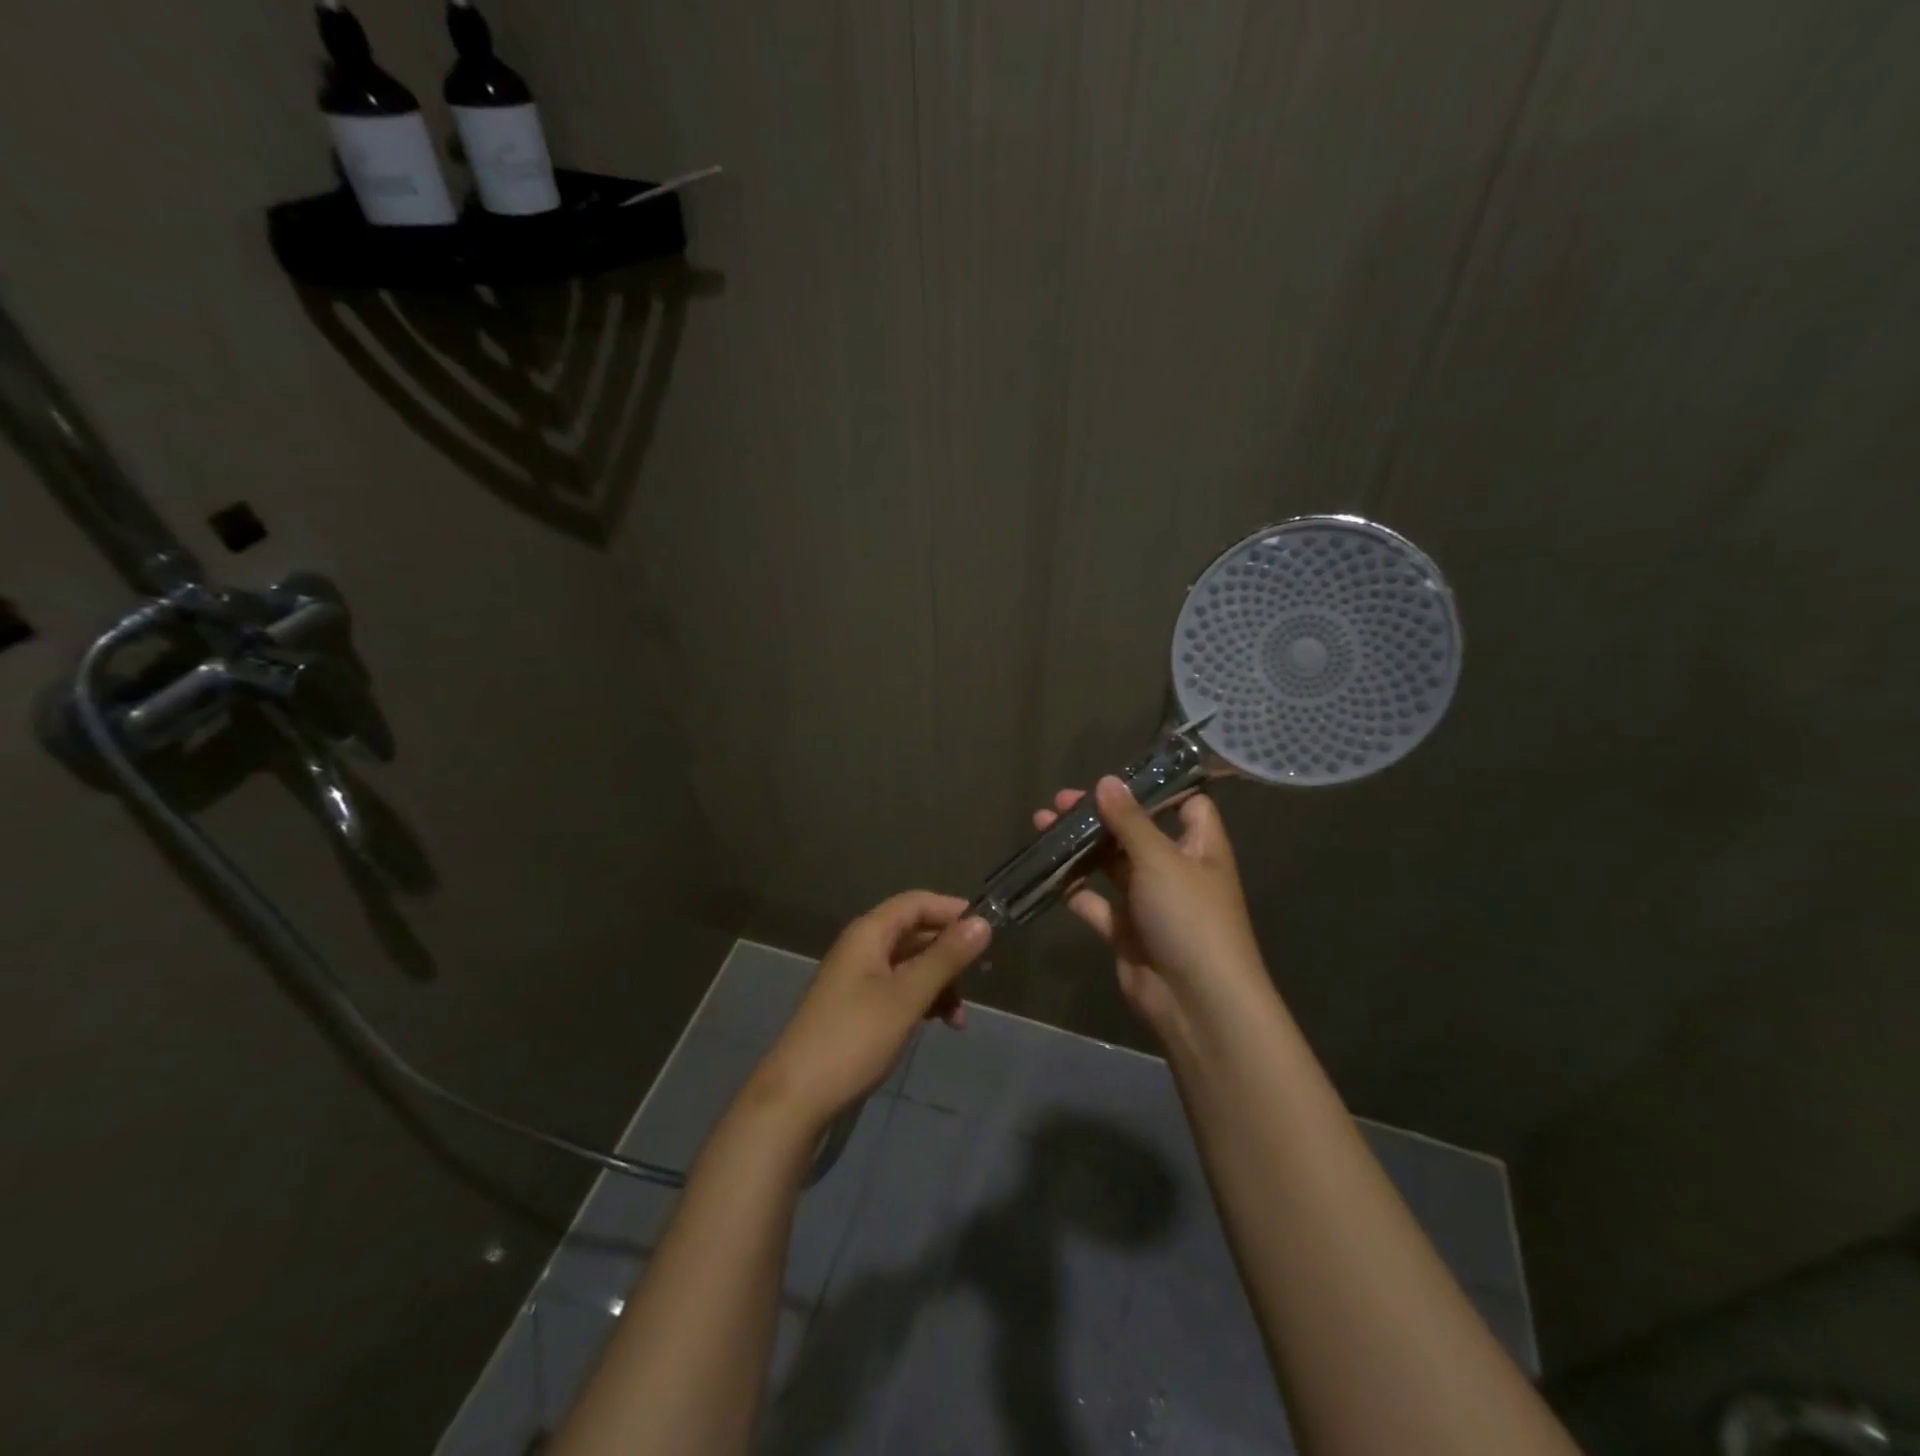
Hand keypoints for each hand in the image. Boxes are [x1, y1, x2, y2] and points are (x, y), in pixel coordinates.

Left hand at [749, 892, 990, 1132]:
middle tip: (981, 976)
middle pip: (915, 933)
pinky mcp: (858, 1007)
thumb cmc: (855, 1037)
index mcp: (869, 933)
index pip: (917, 903)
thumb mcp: (907, 996)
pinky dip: (922, 1001)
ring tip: (960, 1017)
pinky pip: (899, 989)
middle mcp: (862, 947)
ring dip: (939, 983)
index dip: (952, 910)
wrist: (796, 1096)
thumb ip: (945, 958)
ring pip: (910, 965)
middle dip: (949, 953)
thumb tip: (982, 923)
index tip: (988, 930)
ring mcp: (858, 978)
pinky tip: (940, 1024)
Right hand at [1034, 776, 1267, 1039]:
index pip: (1186, 805)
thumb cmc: (1190, 918)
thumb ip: (1130, 820)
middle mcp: (1175, 870)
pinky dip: (1073, 888)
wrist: (1196, 1002)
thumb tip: (1107, 780)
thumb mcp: (1160, 859)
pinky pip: (1095, 902)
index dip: (1157, 789)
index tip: (1116, 777)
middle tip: (1059, 802)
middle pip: (1135, 832)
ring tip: (1042, 825)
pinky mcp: (1126, 931)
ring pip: (1110, 865)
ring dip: (1079, 847)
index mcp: (1199, 847)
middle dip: (1099, 815)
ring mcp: (1149, 902)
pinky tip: (1047, 871)